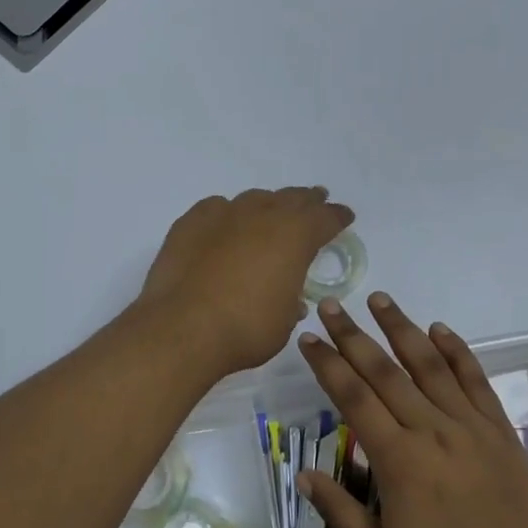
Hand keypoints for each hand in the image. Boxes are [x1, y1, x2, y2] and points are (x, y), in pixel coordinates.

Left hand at [138, 188, 354, 375]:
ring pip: (254, 199)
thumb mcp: (284, 320)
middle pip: (292, 198)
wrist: (182, 328)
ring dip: (267, 206)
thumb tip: (288, 296)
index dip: (337, 217)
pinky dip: (227, 216)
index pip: (325, 217)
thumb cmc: (245, 329)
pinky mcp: (191, 222)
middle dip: (307, 200)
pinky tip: (225, 227)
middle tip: (315, 200)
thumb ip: (290, 299)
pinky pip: (217, 209)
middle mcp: (263, 215)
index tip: (344, 216)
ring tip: (270, 214)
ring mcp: (224, 214)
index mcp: (295, 235)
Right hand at [297, 292, 527, 527]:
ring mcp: (468, 424)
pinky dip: (456, 351)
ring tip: (380, 299)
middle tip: (331, 305)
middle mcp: (430, 429)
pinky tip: (440, 329)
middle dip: (353, 335)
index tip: (308, 339)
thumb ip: (341, 512)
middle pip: (384, 371)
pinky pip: (475, 379)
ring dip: (401, 328)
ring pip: (428, 364)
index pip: (353, 398)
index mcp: (397, 459)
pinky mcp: (498, 428)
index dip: (327, 365)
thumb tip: (304, 475)